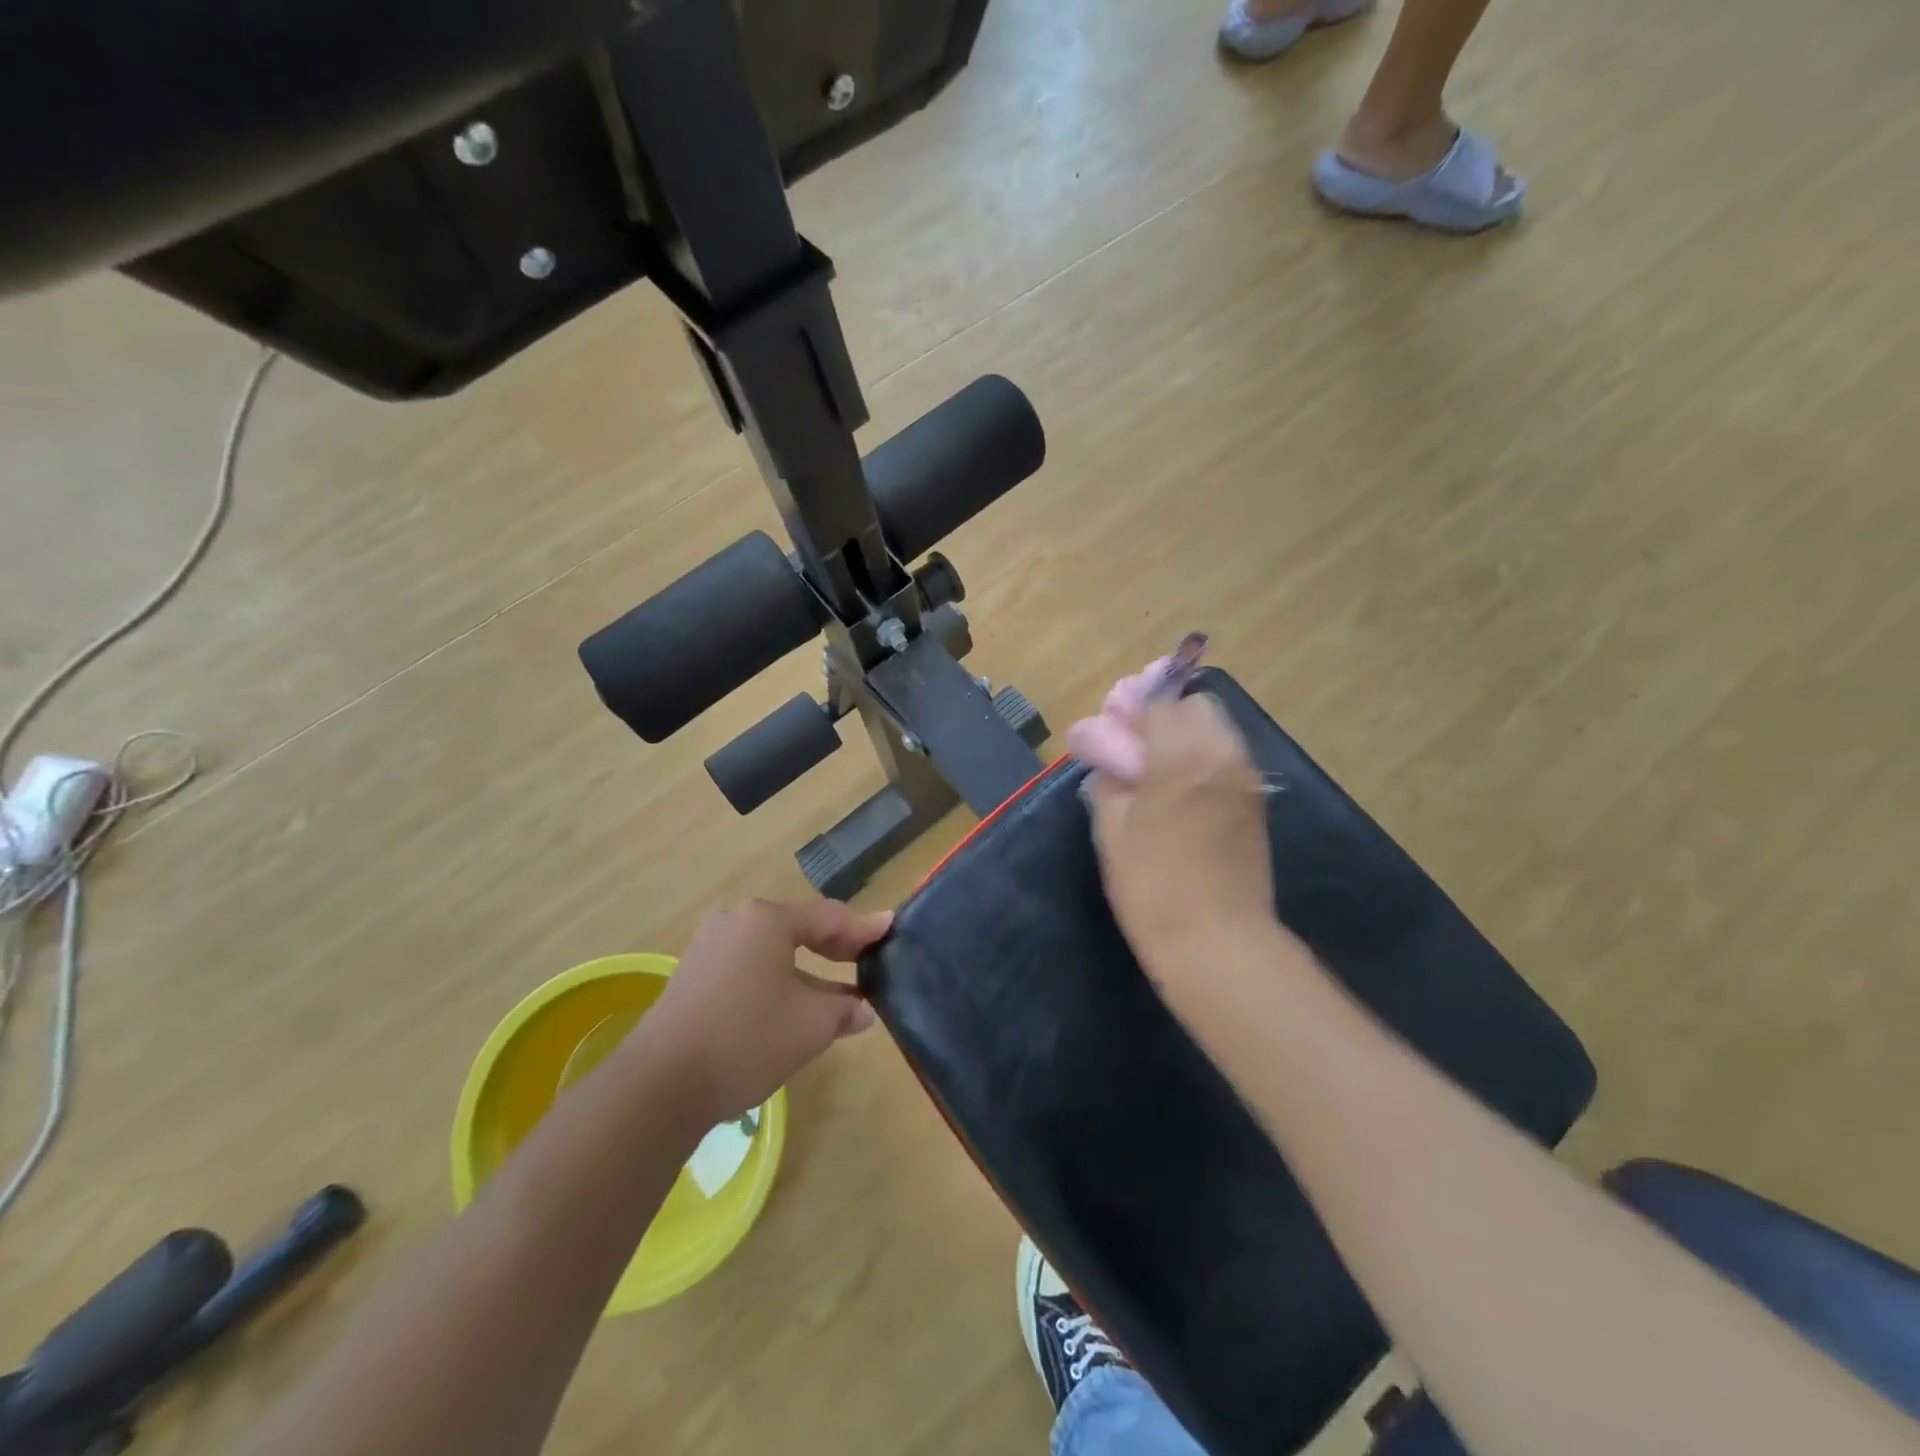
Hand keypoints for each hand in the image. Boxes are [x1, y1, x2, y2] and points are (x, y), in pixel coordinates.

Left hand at [631, 899, 891, 1124]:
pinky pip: (749, 966)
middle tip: (867, 959)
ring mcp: (709, 946)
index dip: (864, 928)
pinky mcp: (694, 974)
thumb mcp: (811, 1025)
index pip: (829, 917)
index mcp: (767, 919)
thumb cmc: (748, 1039)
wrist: (660, 1085)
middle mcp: (736, 920)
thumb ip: (844, 1009)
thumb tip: (862, 1009)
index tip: (891, 928)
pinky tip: (794, 1005)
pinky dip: (778, 979)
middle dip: (835, 947)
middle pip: (799, 927)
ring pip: (773, 950)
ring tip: (838, 993)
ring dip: (807, 969)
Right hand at [1081, 693, 1277, 975]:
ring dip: (1188, 738)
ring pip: (1217, 731)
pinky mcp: (1257, 804)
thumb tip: (1113, 765)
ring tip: (1160, 774)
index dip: (1133, 710)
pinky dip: (1205, 762)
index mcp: (1182, 756)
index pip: (1159, 703)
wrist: (1217, 943)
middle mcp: (1222, 755)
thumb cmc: (1152, 887)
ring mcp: (1246, 779)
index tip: (1113, 728)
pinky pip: (1228, 761)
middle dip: (1166, 717)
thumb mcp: (1111, 832)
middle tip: (1138, 750)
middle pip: (1197, 707)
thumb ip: (1109, 783)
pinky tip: (1183, 796)